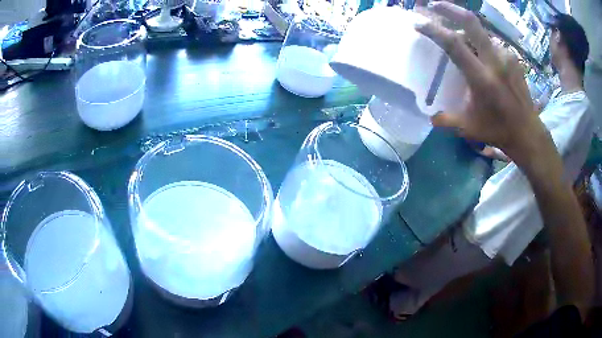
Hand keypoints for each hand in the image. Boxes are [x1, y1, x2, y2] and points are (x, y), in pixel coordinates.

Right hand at [415, 2, 552, 164]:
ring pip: (481, 32)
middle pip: (471, 22)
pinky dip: (481, 44)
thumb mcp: (469, 128)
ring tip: (458, 39)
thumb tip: (430, 115)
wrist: (528, 133)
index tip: (418, 24)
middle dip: (449, 8)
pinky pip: (492, 43)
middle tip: (432, 5)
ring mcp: (506, 57)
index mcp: (482, 78)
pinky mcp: (513, 58)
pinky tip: (479, 55)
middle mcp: (495, 61)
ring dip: (466, 31)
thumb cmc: (498, 130)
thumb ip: (446, 120)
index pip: (454, 44)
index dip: (434, 30)